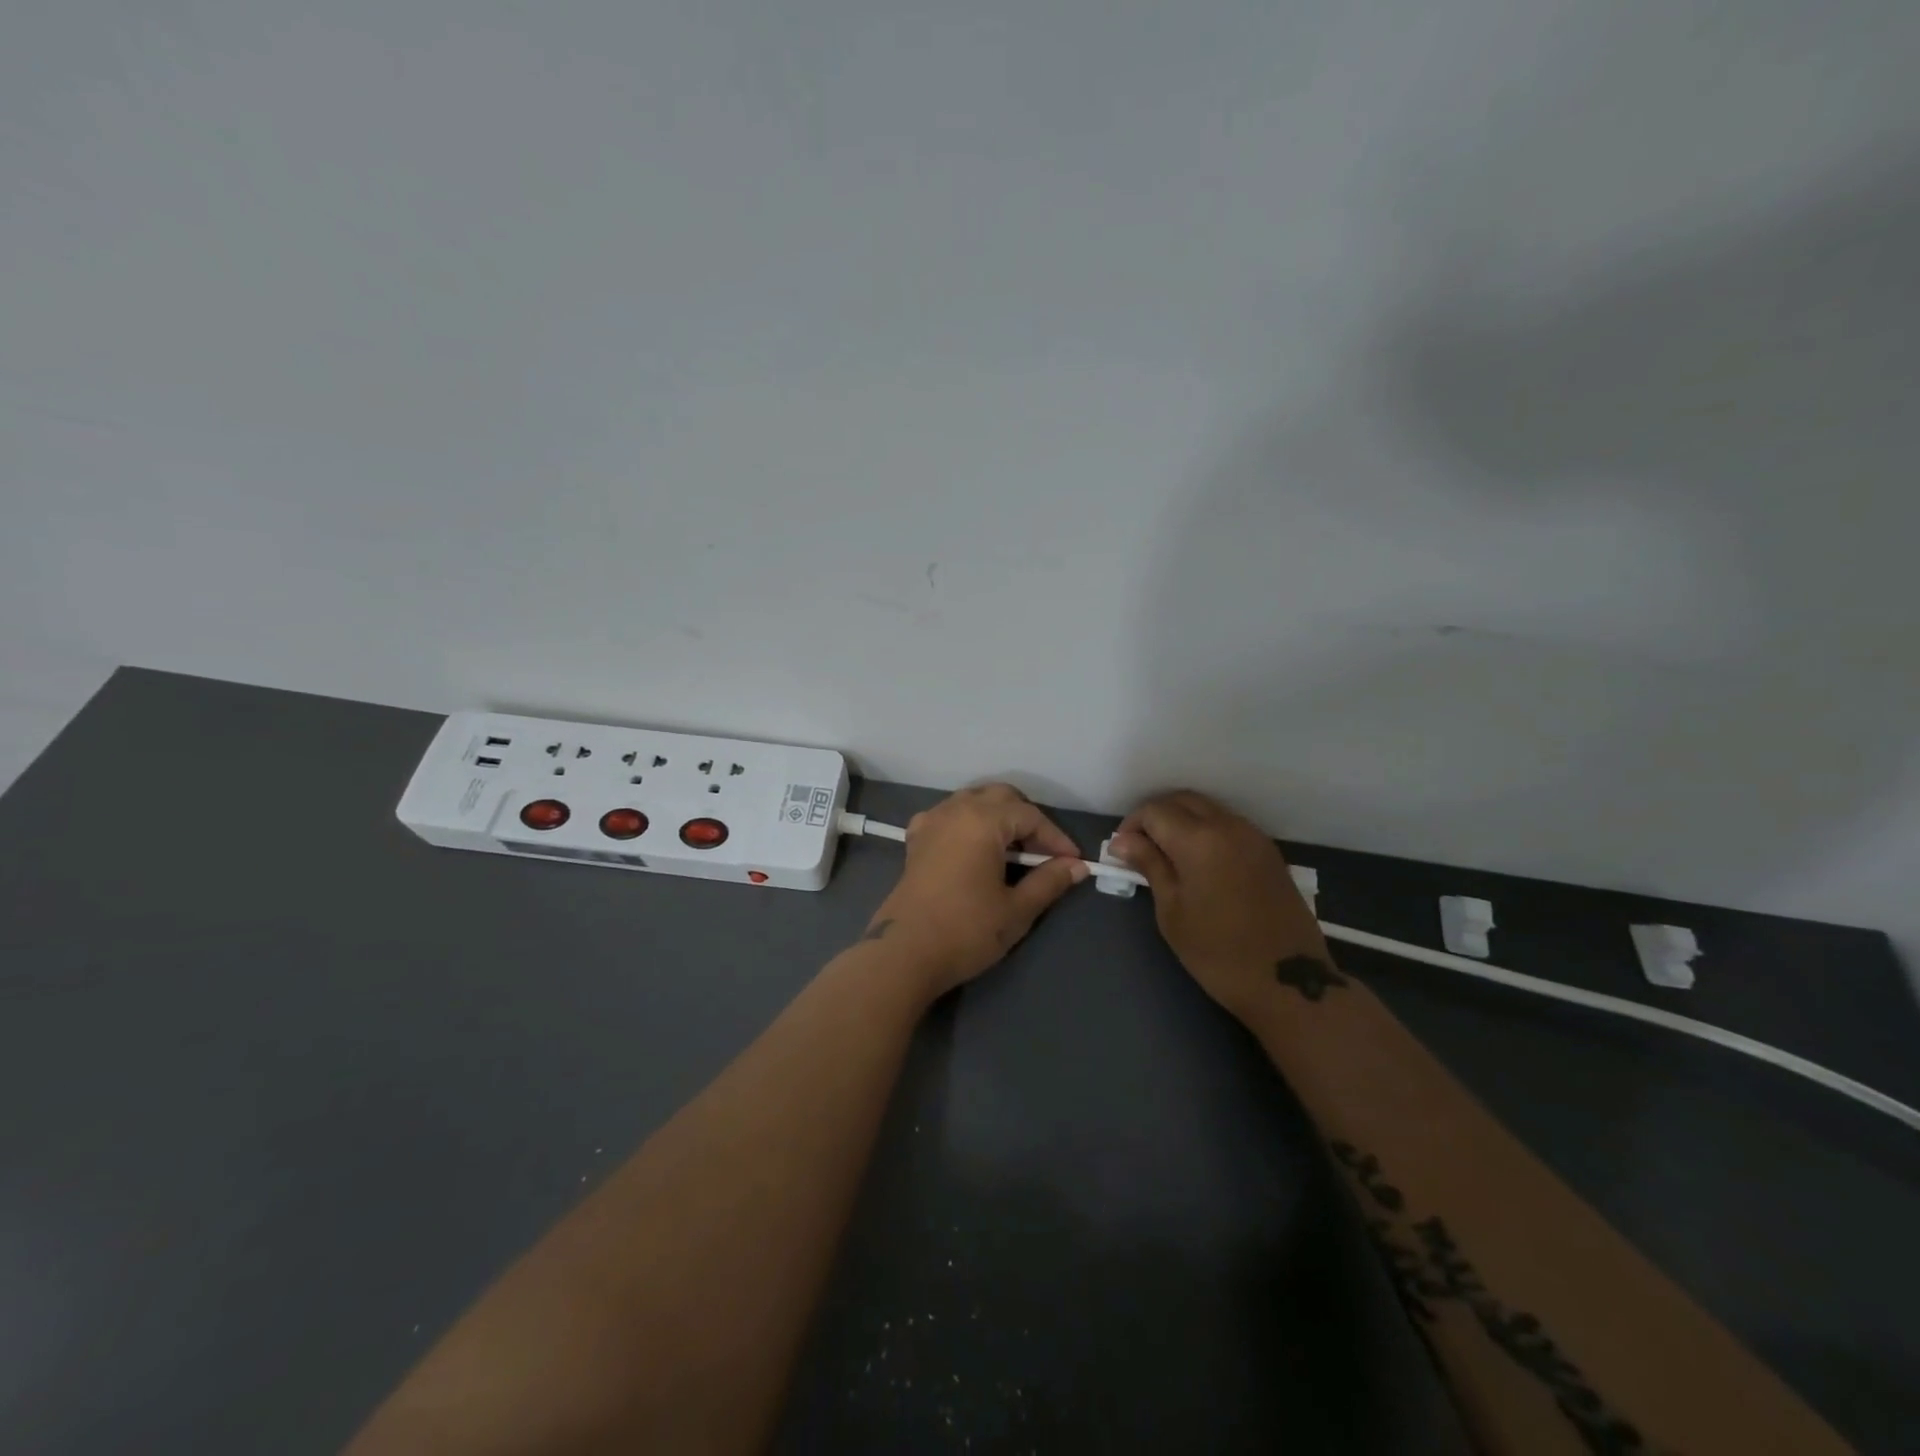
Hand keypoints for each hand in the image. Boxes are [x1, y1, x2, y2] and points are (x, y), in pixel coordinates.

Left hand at [864, 784, 1089, 996]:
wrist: (905, 953)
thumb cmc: (966, 930)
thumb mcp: (1016, 909)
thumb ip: (1049, 881)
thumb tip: (1076, 866)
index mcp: (982, 820)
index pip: (1030, 815)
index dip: (1055, 838)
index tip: (1073, 862)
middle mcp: (955, 809)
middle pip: (1001, 797)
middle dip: (1027, 820)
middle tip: (1044, 854)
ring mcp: (931, 821)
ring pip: (973, 801)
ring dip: (998, 818)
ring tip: (1014, 851)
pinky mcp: (916, 839)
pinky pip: (949, 816)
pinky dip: (968, 823)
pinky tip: (975, 849)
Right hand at [1108, 791, 1328, 1019]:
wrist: (1289, 983)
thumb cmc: (1218, 952)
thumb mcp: (1172, 911)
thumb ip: (1150, 865)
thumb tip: (1122, 840)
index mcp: (1199, 839)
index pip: (1154, 811)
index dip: (1132, 825)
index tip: (1122, 852)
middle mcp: (1228, 826)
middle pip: (1182, 800)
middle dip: (1156, 815)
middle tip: (1140, 847)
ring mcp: (1253, 836)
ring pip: (1208, 809)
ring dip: (1182, 820)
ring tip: (1167, 854)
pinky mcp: (1269, 851)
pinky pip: (1229, 824)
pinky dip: (1206, 830)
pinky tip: (1198, 861)